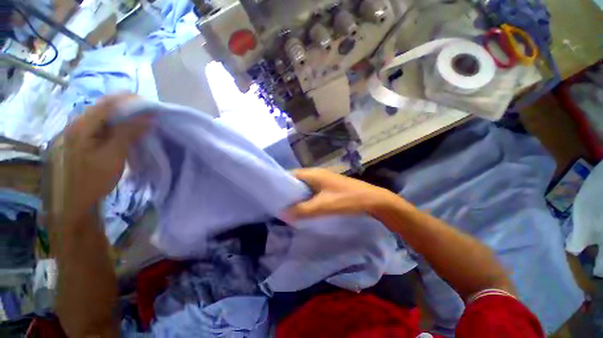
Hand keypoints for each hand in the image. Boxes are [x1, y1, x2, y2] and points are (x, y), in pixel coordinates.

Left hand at [60, 95, 147, 222]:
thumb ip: (128, 132)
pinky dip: (123, 124)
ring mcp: (84, 128)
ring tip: (146, 122)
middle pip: (109, 105)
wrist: (80, 198)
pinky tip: (133, 130)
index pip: (109, 103)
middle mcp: (81, 121)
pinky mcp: (89, 136)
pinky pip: (108, 123)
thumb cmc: (95, 178)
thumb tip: (148, 116)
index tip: (153, 108)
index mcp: (83, 125)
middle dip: (132, 108)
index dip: (132, 102)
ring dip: (129, 116)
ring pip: (110, 113)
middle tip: (152, 117)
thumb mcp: (113, 155)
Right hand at [285, 168, 397, 219]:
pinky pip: (312, 190)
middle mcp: (316, 174)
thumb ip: (302, 210)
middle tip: (279, 205)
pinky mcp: (328, 186)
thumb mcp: (323, 206)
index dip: (281, 183)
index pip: (290, 174)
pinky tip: (304, 207)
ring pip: (305, 186)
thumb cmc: (346, 199)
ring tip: (288, 208)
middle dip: (288, 192)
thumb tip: (283, 213)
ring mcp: (323, 180)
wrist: (371, 199)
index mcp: (313, 173)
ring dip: (297, 196)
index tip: (272, 195)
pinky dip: (306, 198)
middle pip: (297, 181)